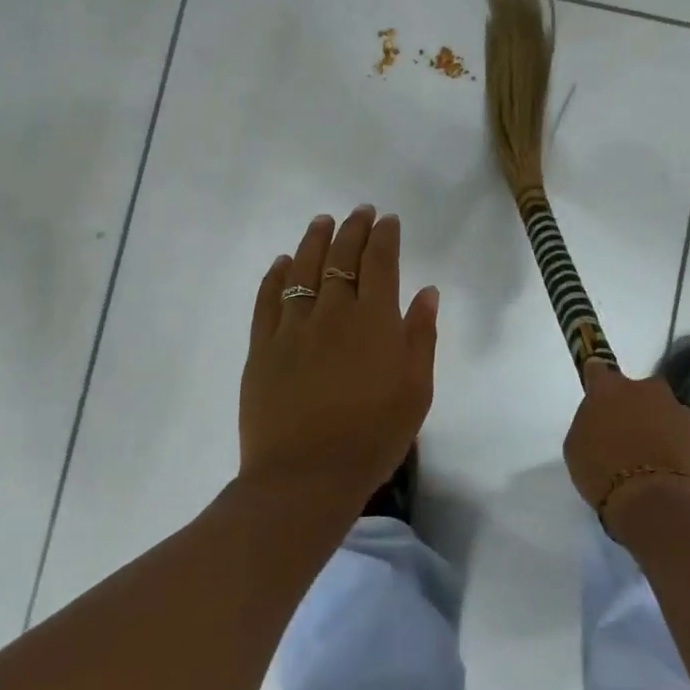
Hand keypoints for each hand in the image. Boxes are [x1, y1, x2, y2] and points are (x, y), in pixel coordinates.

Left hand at [239, 206, 438, 504]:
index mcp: (374, 320)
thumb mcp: (416, 389)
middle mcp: (333, 312)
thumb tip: (426, 292)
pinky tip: (282, 262)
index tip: (387, 220)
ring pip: (303, 270)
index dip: (384, 236)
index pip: (380, 262)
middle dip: (352, 229)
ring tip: (322, 222)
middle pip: (342, 258)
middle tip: (359, 212)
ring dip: (314, 241)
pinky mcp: (263, 348)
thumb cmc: (374, 434)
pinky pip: (268, 301)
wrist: (307, 477)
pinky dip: (275, 276)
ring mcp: (293, 328)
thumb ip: (421, 335)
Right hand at [563, 360, 689, 539]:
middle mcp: (647, 389)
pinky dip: (675, 450)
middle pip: (638, 392)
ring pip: (664, 414)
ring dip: (658, 429)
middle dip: (634, 408)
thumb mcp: (576, 447)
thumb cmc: (603, 474)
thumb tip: (602, 421)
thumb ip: (590, 423)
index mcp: (610, 388)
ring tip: (650, 462)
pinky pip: (682, 439)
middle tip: (625, 437)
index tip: (597, 394)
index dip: (596, 380)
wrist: (656, 504)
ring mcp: (679, 411)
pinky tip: (668, 475)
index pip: (598, 369)